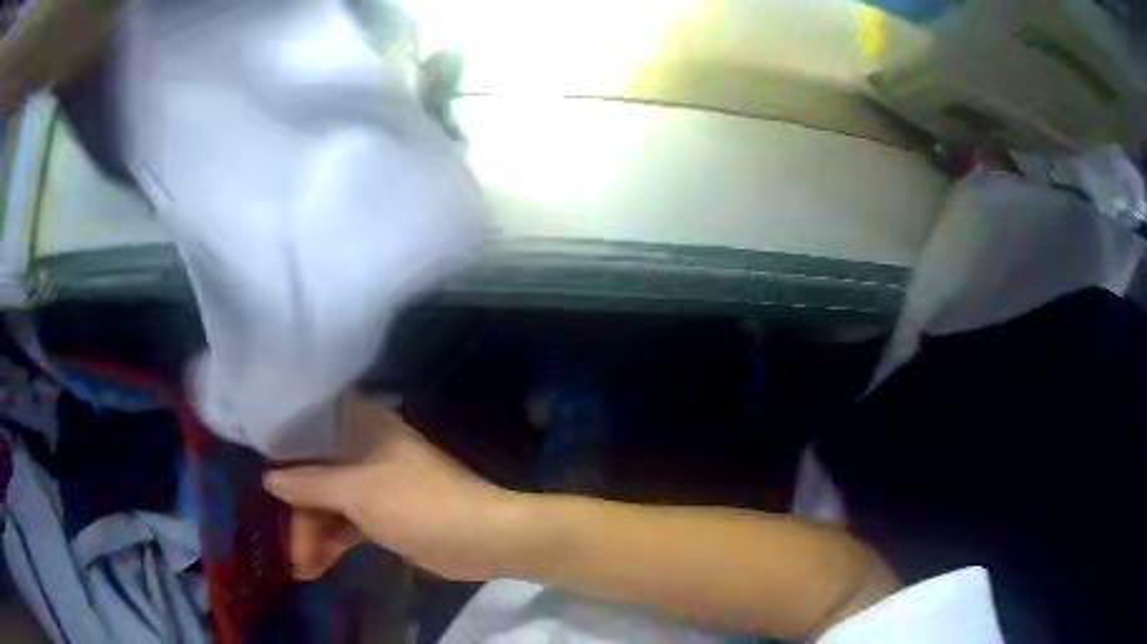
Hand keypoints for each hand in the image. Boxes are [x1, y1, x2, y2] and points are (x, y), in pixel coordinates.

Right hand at [263, 394, 520, 580]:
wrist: (482, 540)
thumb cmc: (418, 505)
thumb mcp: (358, 492)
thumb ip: (310, 483)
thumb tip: (269, 478)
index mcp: (364, 428)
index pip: (311, 426)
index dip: (282, 446)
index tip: (257, 467)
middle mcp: (366, 452)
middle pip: (316, 474)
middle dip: (299, 512)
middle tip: (288, 547)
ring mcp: (375, 487)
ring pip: (330, 505)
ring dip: (313, 534)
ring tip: (300, 567)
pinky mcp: (384, 517)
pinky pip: (346, 526)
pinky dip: (331, 544)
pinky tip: (314, 567)